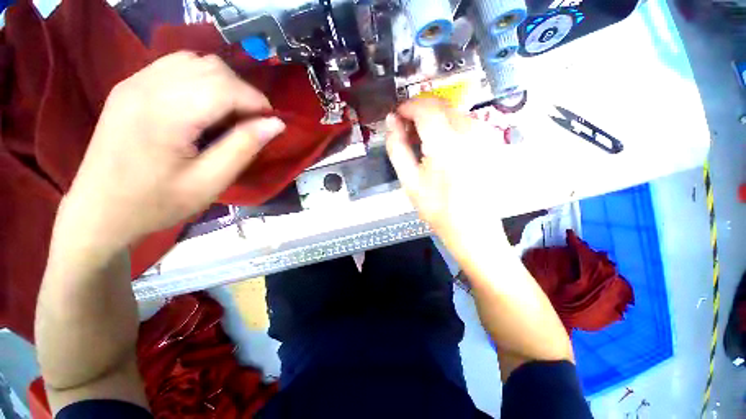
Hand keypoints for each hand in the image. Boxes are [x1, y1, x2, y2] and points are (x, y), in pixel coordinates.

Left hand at [55, 52, 285, 252]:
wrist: (100, 211)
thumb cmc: (157, 203)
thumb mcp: (210, 182)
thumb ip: (244, 147)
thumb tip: (276, 124)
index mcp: (166, 114)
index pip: (226, 87)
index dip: (257, 102)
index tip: (271, 124)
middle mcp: (147, 86)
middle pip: (212, 68)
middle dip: (243, 92)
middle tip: (251, 124)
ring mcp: (134, 81)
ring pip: (196, 61)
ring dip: (224, 84)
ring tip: (229, 115)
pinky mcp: (130, 86)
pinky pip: (176, 66)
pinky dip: (202, 80)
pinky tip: (204, 106)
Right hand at [385, 98, 509, 256]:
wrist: (472, 227)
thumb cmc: (437, 207)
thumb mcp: (409, 180)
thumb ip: (397, 147)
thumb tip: (391, 121)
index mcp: (446, 142)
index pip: (425, 108)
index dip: (407, 107)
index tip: (396, 117)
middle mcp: (470, 131)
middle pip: (440, 105)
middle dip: (419, 111)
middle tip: (405, 131)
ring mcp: (484, 134)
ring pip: (452, 112)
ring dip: (433, 119)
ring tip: (421, 141)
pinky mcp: (490, 141)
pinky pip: (464, 122)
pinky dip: (447, 126)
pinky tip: (440, 145)